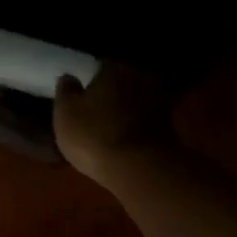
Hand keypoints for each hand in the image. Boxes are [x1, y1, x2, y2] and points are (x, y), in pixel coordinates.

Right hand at [53, 63, 176, 184]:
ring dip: (126, 112)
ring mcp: (160, 101)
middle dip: (111, 95)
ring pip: (136, 102)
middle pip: (121, 82)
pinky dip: (138, 128)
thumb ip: (65, 91)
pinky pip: (147, 122)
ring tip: (111, 130)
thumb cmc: (95, 136)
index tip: (81, 98)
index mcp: (115, 66)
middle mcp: (141, 76)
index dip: (89, 82)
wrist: (140, 169)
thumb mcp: (65, 114)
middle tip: (96, 114)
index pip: (99, 67)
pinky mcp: (171, 126)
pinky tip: (126, 142)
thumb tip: (69, 77)